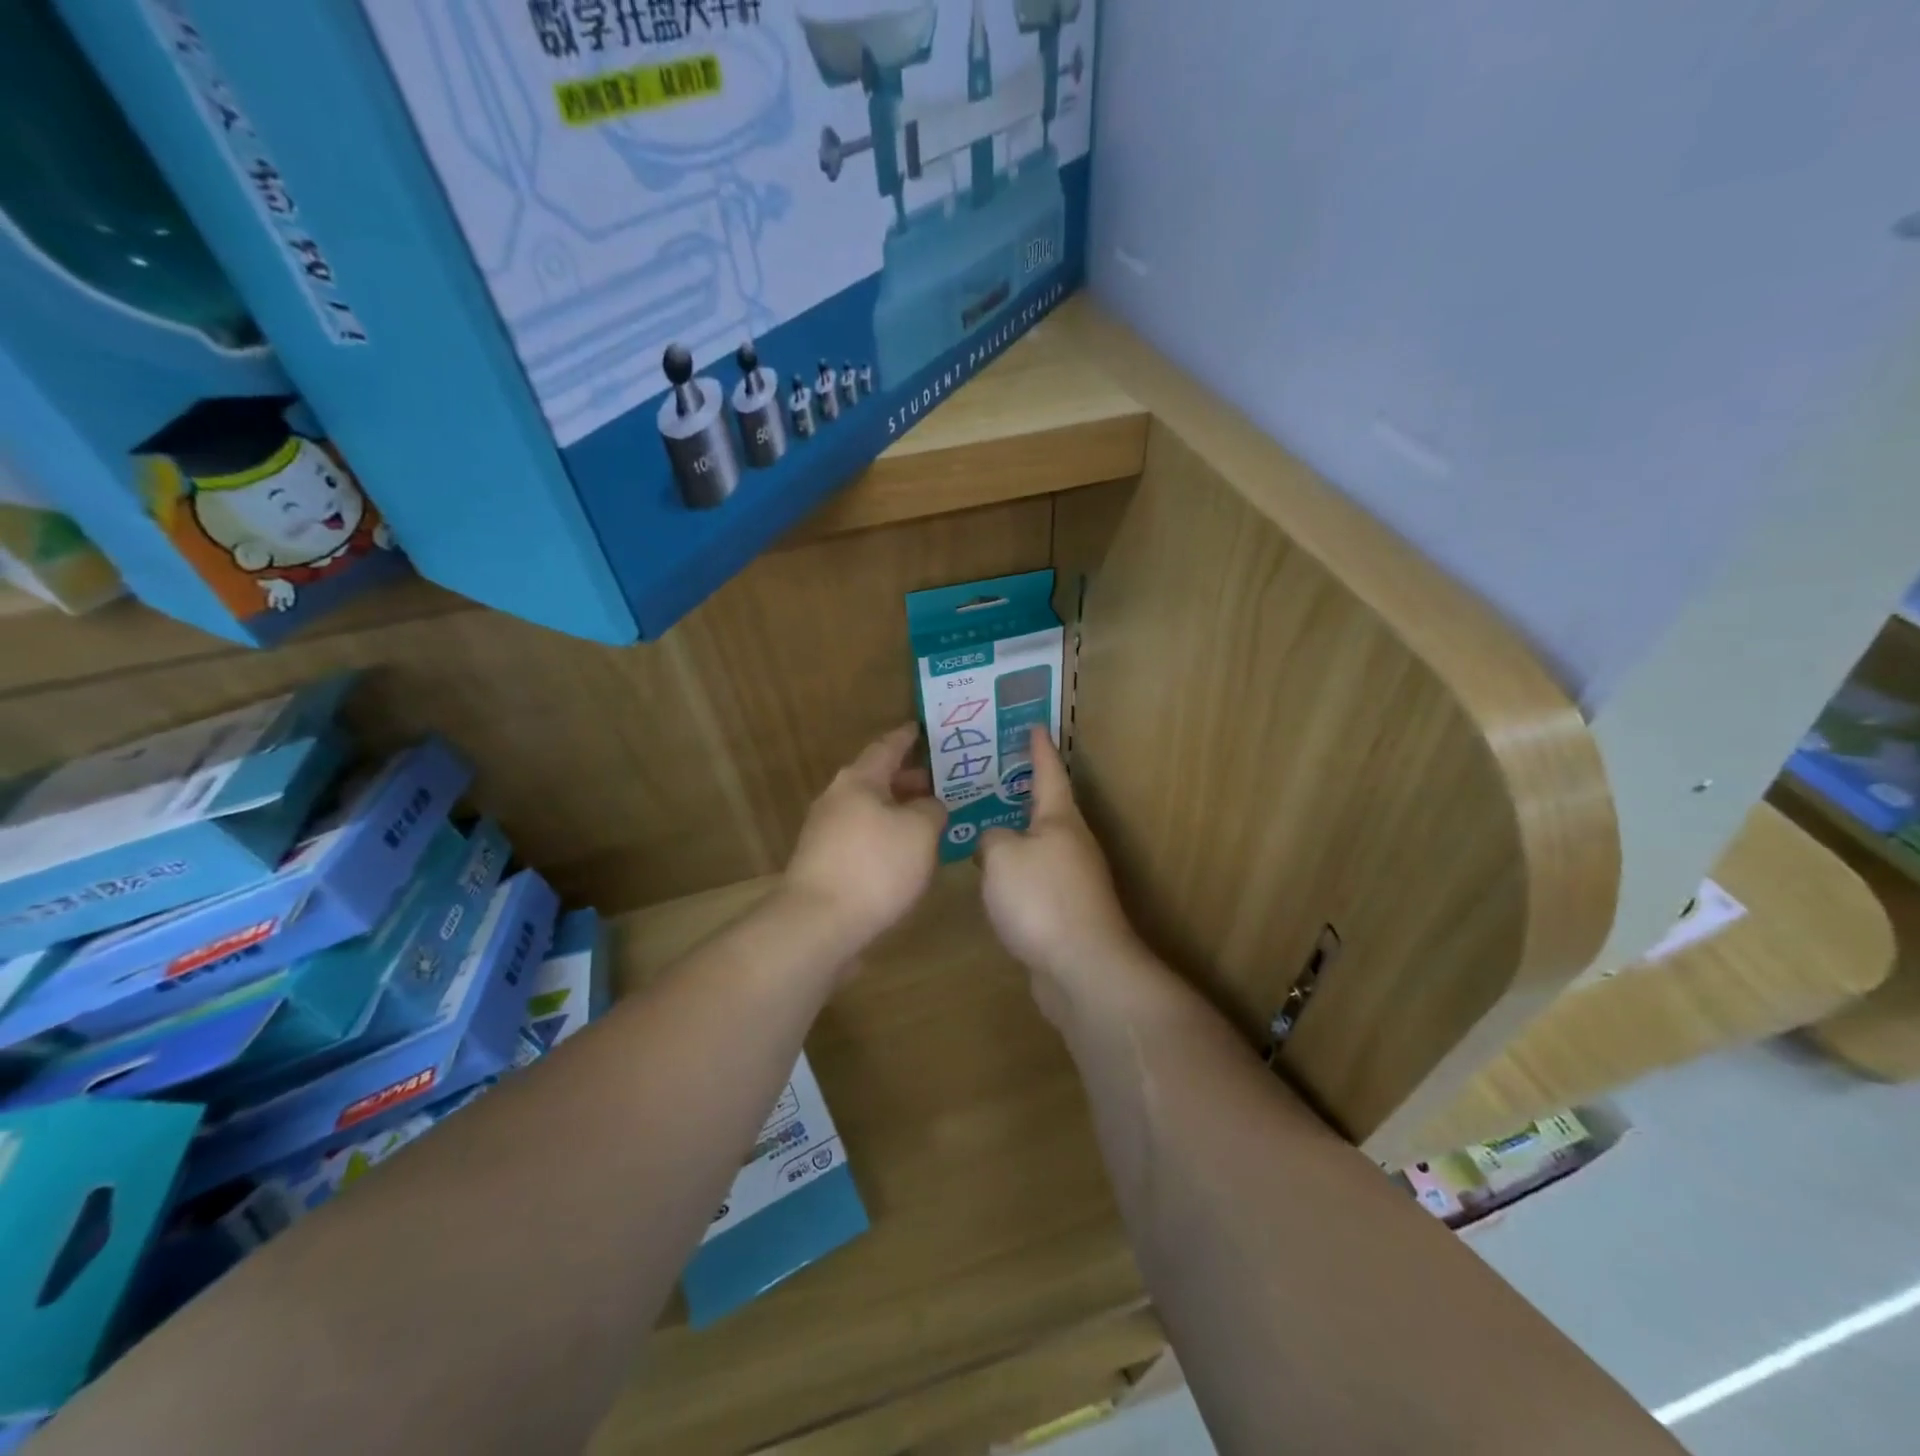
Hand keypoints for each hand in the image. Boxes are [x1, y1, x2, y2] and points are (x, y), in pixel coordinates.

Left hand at [783, 724, 946, 952]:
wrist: (819, 924)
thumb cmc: (875, 866)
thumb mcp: (920, 832)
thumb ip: (931, 810)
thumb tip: (928, 806)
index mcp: (859, 781)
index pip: (886, 747)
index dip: (906, 738)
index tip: (921, 729)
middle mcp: (837, 800)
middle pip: (876, 780)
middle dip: (907, 779)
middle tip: (940, 782)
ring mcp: (825, 833)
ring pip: (869, 810)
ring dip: (898, 810)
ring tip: (929, 819)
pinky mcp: (824, 864)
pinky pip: (863, 837)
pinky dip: (887, 836)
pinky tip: (906, 854)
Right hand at [977, 728, 1146, 1024]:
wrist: (1082, 967)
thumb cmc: (1042, 899)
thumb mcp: (1003, 856)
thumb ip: (991, 838)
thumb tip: (994, 842)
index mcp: (1060, 819)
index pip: (1049, 771)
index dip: (1039, 748)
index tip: (1033, 725)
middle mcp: (1072, 842)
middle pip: (1047, 807)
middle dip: (1022, 789)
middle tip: (991, 773)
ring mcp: (1073, 878)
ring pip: (1039, 843)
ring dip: (1016, 831)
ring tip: (983, 822)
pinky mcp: (1065, 910)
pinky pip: (1035, 875)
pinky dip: (1015, 868)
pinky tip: (993, 876)